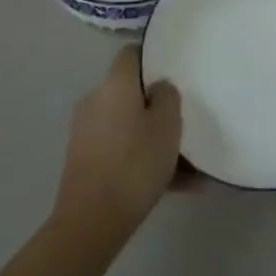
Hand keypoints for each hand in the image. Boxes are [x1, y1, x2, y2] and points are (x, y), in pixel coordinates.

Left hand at [52, 45, 181, 258]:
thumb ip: (168, 96)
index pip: (131, 54)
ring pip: (129, 125)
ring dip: (155, 138)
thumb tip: (158, 88)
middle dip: (158, 106)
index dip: (153, 57)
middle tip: (185, 121)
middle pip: (131, 93)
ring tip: (190, 164)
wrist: (92, 221)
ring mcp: (87, 132)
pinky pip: (122, 150)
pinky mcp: (85, 161)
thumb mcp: (168, 124)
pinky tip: (178, 185)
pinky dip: (144, 160)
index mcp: (114, 84)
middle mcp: (95, 101)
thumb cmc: (135, 162)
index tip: (176, 70)